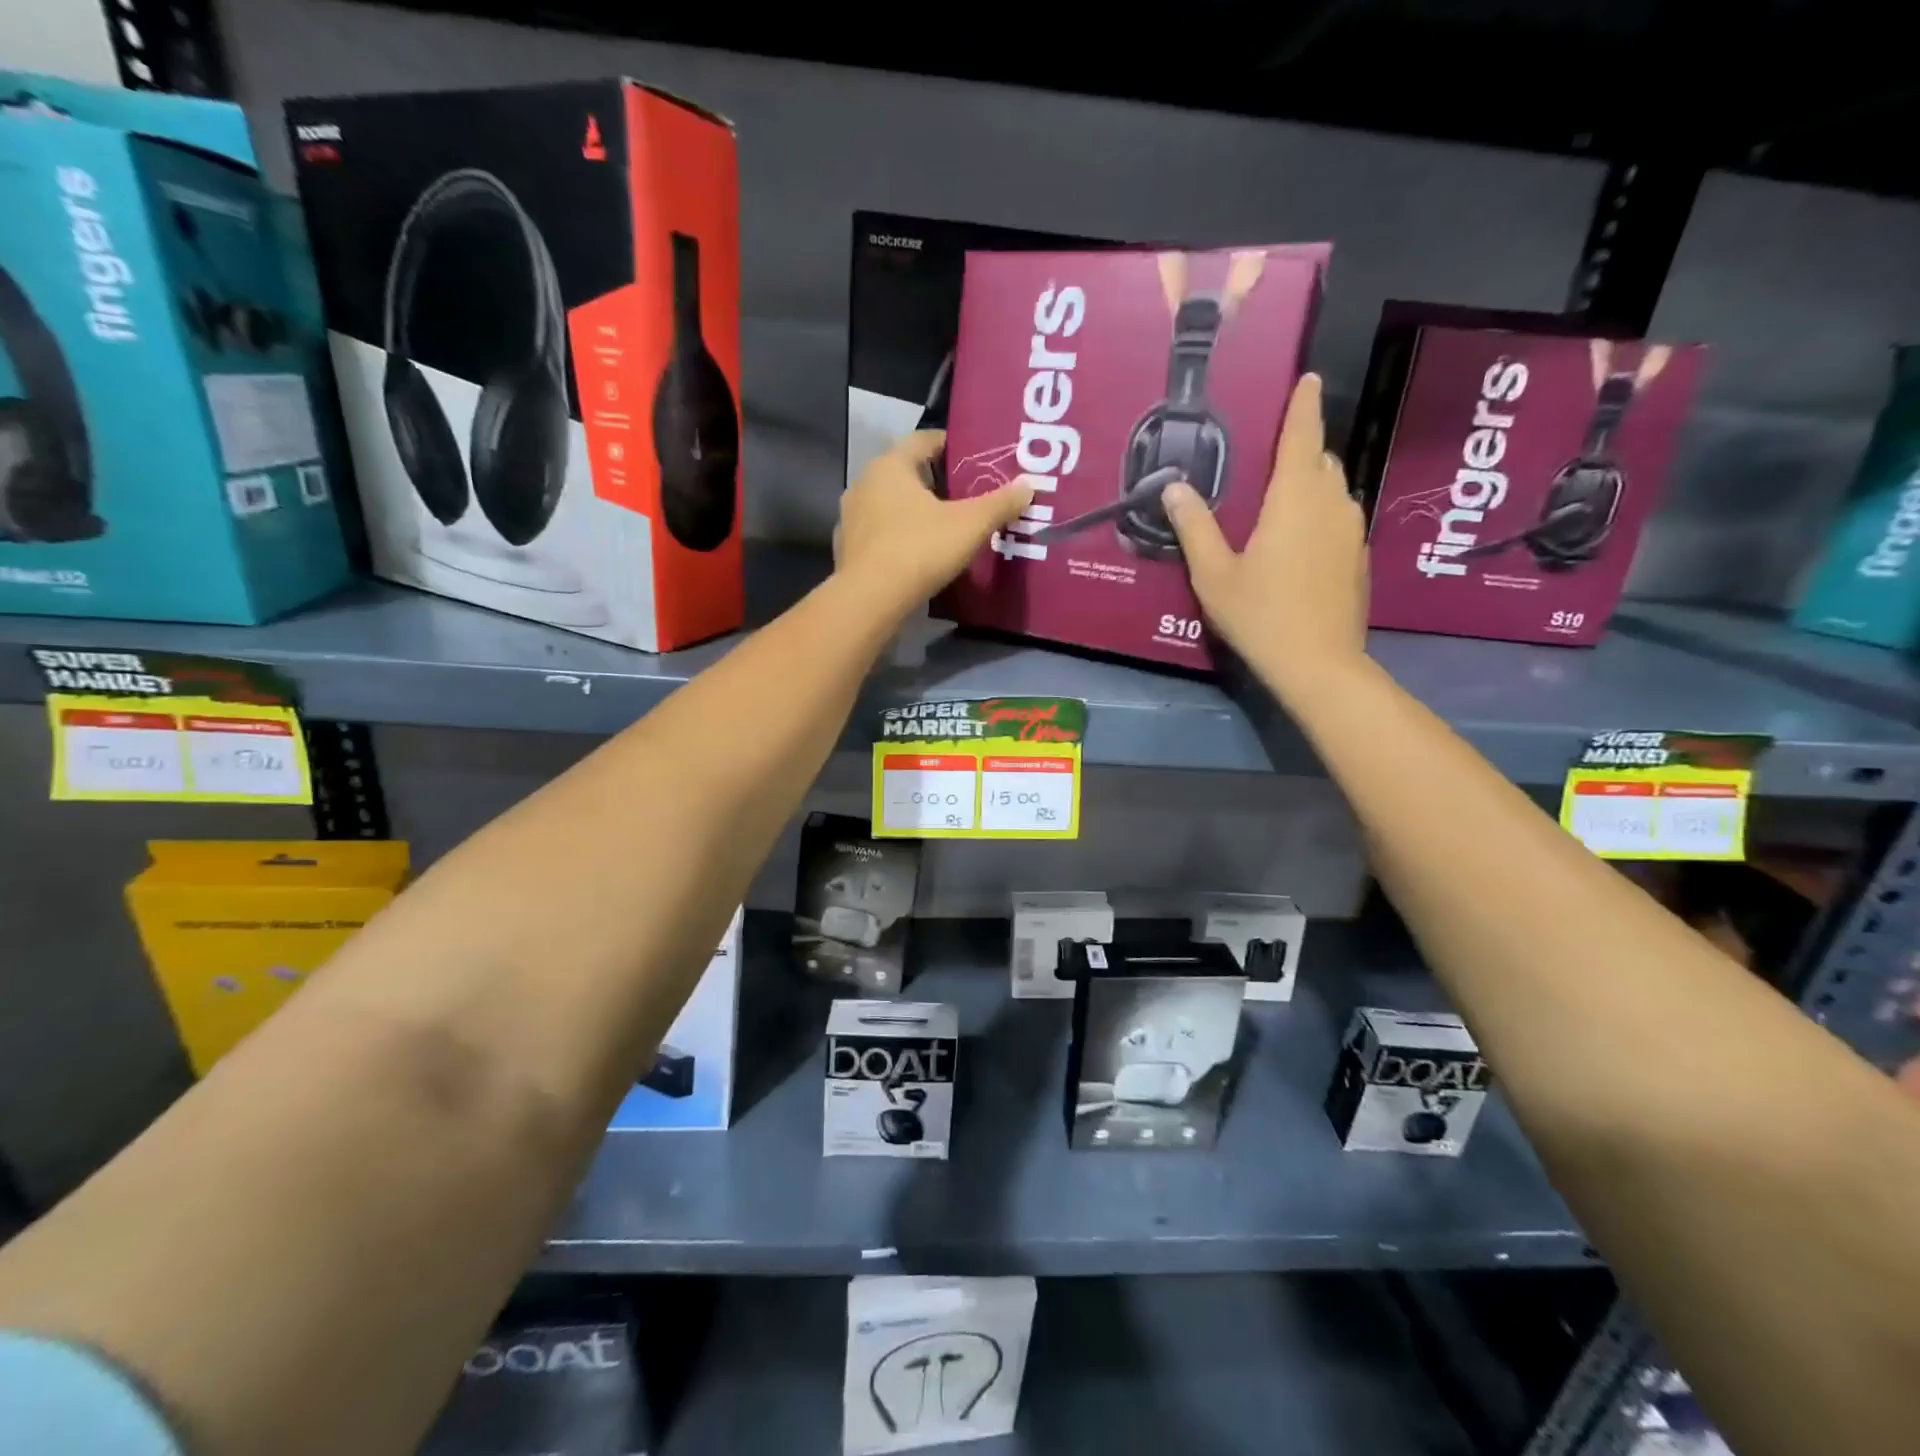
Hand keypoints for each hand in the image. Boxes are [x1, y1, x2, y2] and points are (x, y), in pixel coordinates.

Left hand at [835, 430, 1033, 612]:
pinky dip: (898, 537)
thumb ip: (1000, 503)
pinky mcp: (847, 549)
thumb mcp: (970, 525)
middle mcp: (864, 483)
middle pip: (906, 473)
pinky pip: (879, 534)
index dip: (951, 445)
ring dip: (914, 511)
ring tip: (944, 526)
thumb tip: (1028, 485)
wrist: (869, 601)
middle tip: (966, 495)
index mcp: (890, 466)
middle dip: (936, 482)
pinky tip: (917, 554)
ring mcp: (851, 518)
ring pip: (890, 505)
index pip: (923, 440)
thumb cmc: (919, 550)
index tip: (975, 458)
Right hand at [1162, 374, 1367, 696]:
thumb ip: (1195, 527)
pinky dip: (1321, 514)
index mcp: (1295, 499)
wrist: (1318, 664)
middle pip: (1321, 461)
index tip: (1308, 378)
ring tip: (1283, 497)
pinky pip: (1340, 518)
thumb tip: (1174, 487)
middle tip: (1273, 454)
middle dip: (1302, 449)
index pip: (1302, 436)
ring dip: (1312, 483)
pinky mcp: (1358, 558)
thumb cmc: (1260, 614)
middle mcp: (1332, 504)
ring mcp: (1351, 531)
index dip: (1303, 405)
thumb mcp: (1214, 574)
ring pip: (1335, 489)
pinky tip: (1299, 541)